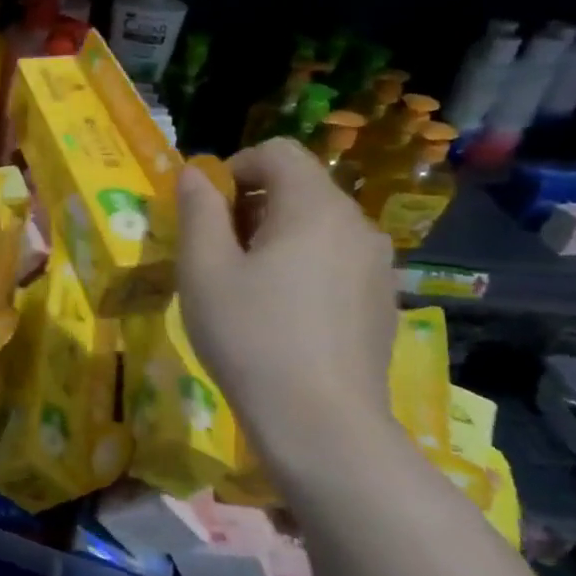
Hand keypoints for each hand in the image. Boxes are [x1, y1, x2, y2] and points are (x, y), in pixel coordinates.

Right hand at [175, 138, 401, 484]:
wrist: (321, 423)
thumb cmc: (250, 335)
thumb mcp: (203, 267)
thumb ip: (198, 209)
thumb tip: (195, 173)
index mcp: (315, 208)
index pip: (277, 152)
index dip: (233, 168)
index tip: (205, 211)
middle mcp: (356, 225)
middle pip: (299, 186)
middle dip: (250, 204)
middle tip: (214, 250)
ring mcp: (376, 266)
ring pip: (316, 224)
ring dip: (273, 235)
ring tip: (243, 283)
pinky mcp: (380, 301)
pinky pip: (333, 258)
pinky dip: (300, 263)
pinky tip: (278, 311)